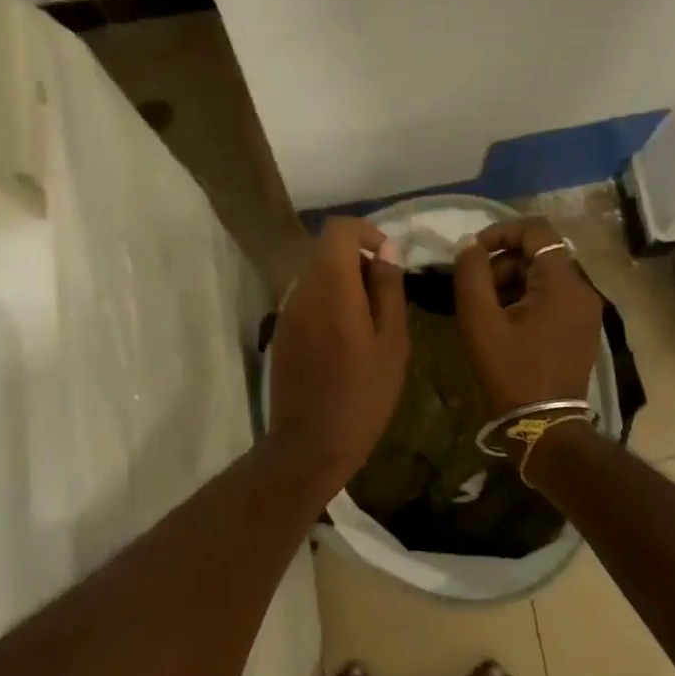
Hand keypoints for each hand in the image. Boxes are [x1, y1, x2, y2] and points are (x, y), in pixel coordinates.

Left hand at [267, 218, 409, 487]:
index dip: (367, 232)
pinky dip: (330, 302)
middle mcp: (301, 290)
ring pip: (317, 274)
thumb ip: (388, 289)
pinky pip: (308, 299)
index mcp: (331, 287)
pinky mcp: (282, 332)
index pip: (338, 230)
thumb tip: (387, 250)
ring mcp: (287, 312)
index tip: (389, 259)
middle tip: (387, 297)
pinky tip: (348, 340)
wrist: (310, 445)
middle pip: (326, 251)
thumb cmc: (362, 395)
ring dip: (345, 283)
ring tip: (372, 322)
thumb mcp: (392, 342)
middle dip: (359, 260)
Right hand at [452, 218, 603, 414]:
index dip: (501, 232)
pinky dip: (527, 299)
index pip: (537, 231)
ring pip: (545, 276)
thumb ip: (471, 274)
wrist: (545, 426)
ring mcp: (586, 311)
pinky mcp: (583, 329)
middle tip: (475, 289)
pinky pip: (553, 297)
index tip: (473, 252)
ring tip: (486, 310)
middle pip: (540, 254)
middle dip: (503, 262)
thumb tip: (469, 245)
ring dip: (512, 281)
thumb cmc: (510, 371)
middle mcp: (582, 290)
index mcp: (562, 283)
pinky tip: (505, 324)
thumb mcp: (480, 321)